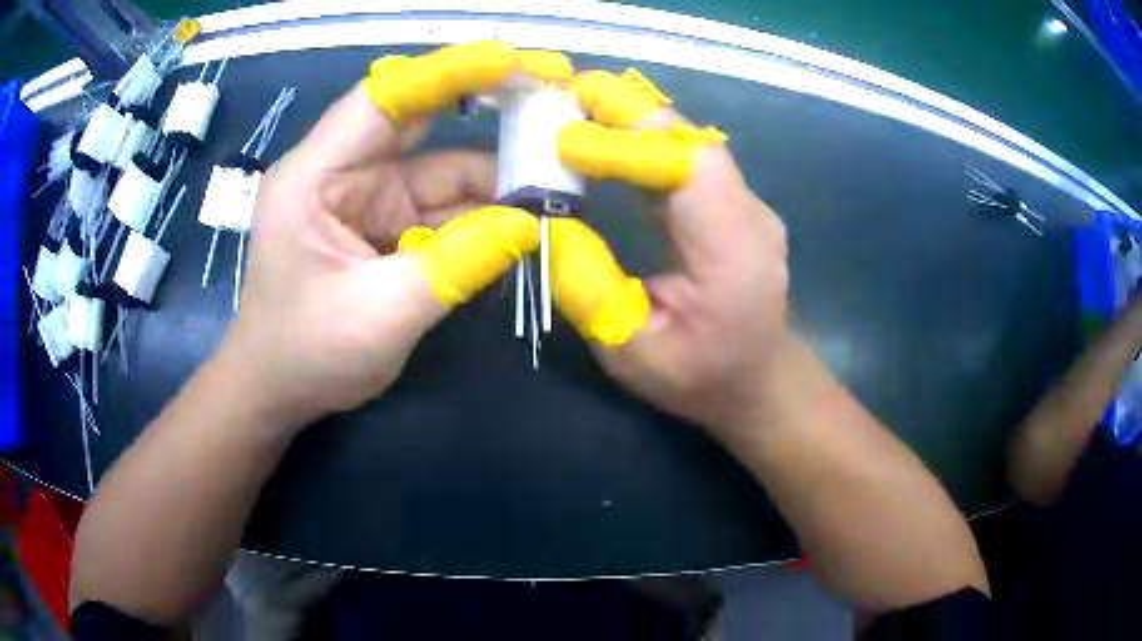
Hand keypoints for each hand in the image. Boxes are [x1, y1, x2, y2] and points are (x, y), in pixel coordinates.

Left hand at [221, 44, 557, 429]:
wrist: (278, 392)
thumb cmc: (305, 355)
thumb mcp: (378, 317)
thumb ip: (453, 269)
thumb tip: (529, 226)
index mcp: (316, 176)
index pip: (384, 99)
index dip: (449, 73)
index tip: (514, 63)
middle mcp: (343, 173)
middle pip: (420, 119)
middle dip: (487, 105)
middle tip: (551, 96)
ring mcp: (368, 199)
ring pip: (442, 170)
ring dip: (495, 178)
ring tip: (556, 179)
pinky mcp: (387, 227)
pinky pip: (443, 209)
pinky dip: (482, 215)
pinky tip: (523, 222)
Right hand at [553, 69, 790, 434]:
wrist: (758, 381)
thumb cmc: (699, 377)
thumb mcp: (632, 351)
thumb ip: (590, 287)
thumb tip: (549, 221)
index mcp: (735, 255)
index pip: (686, 173)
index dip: (626, 148)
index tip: (565, 141)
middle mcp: (750, 215)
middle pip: (690, 141)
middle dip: (627, 109)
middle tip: (564, 91)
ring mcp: (746, 203)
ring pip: (689, 139)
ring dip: (633, 115)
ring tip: (576, 102)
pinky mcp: (732, 201)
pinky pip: (687, 155)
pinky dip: (644, 135)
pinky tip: (608, 131)